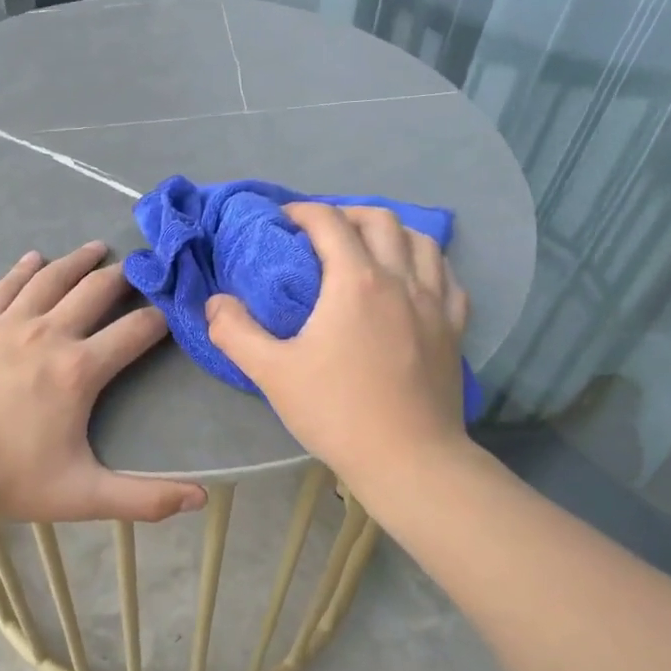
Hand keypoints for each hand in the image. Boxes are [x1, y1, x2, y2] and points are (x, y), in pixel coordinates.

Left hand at [0, 242, 206, 523]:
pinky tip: (34, 258)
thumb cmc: (6, 478)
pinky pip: (5, 287)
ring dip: (78, 261)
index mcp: (79, 370)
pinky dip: (24, 269)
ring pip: (51, 279)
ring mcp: (8, 324)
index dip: (160, 318)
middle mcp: (49, 334)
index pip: (135, 332)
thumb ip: (143, 498)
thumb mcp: (82, 496)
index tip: (174, 308)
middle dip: (124, 277)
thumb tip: (200, 497)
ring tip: (98, 248)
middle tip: (140, 266)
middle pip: (95, 291)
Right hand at [203, 204, 471, 491]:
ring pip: (421, 241)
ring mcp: (435, 303)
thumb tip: (215, 303)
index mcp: (356, 281)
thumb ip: (235, 332)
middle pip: (380, 220)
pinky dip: (427, 265)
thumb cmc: (337, 412)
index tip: (283, 220)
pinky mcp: (455, 328)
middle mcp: (400, 279)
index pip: (329, 223)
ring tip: (369, 248)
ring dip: (391, 232)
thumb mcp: (272, 373)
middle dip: (347, 213)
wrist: (408, 459)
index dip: (303, 212)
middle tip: (322, 232)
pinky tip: (415, 281)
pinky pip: (448, 277)